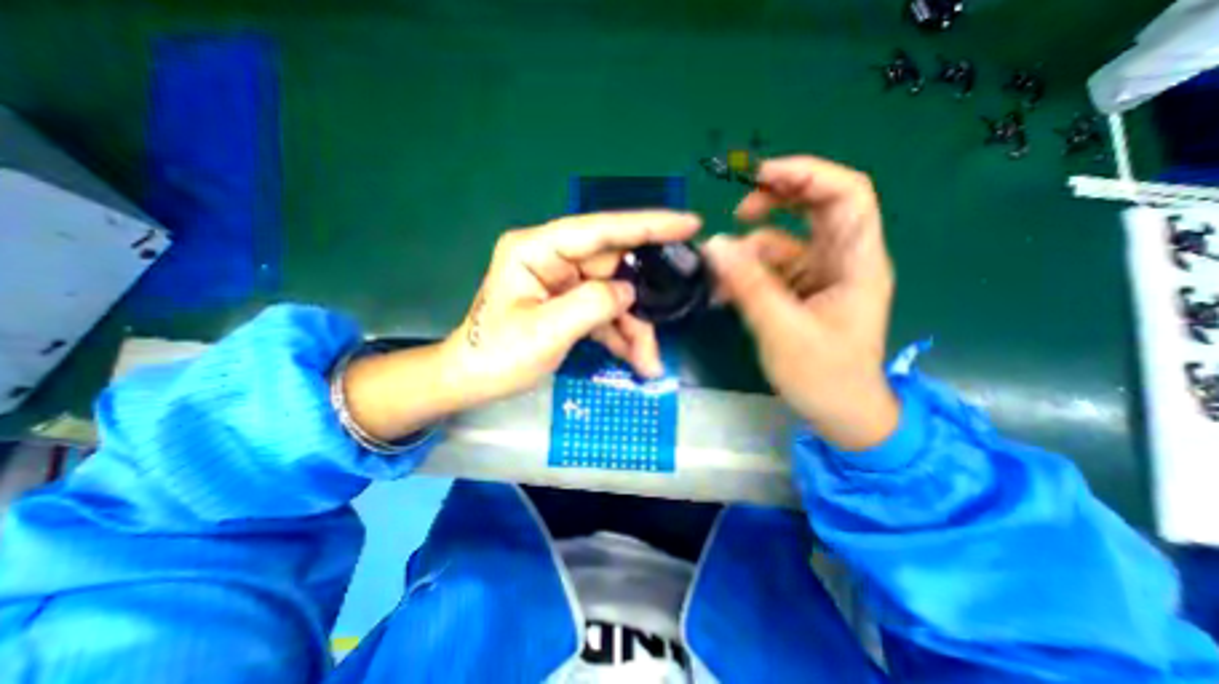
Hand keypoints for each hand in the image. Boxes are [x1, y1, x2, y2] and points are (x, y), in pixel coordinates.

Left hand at [447, 209, 700, 399]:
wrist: (474, 380)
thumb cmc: (497, 356)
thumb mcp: (544, 332)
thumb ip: (591, 305)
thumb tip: (629, 291)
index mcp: (537, 250)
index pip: (599, 230)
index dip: (646, 225)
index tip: (689, 224)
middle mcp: (554, 258)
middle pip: (614, 269)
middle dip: (642, 301)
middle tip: (672, 318)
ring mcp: (564, 282)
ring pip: (615, 295)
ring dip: (634, 328)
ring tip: (648, 361)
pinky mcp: (570, 302)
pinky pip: (605, 312)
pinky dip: (621, 335)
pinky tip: (634, 358)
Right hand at [706, 159, 891, 450]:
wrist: (839, 412)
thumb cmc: (824, 376)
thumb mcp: (782, 330)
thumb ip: (748, 286)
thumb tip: (714, 245)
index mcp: (856, 262)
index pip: (846, 194)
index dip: (807, 175)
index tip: (760, 175)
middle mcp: (840, 260)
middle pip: (814, 208)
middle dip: (773, 203)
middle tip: (736, 215)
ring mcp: (818, 275)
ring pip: (782, 242)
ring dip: (747, 252)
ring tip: (718, 277)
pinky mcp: (799, 291)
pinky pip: (769, 269)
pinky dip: (745, 275)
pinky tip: (723, 293)